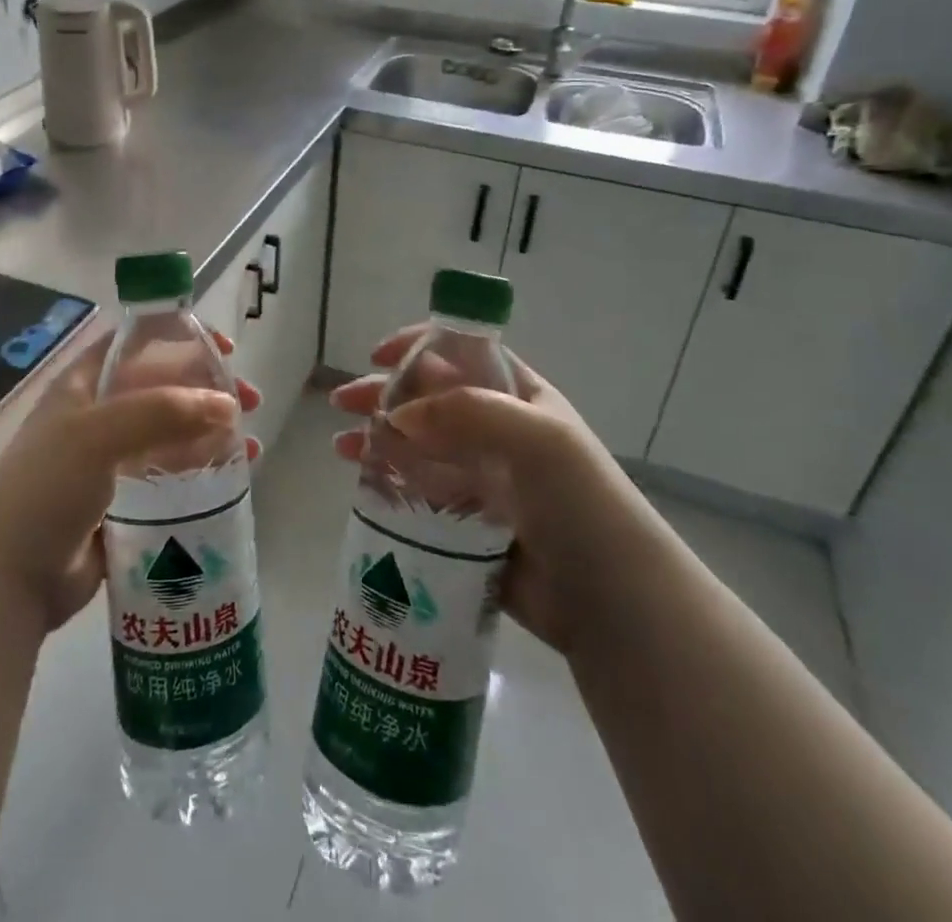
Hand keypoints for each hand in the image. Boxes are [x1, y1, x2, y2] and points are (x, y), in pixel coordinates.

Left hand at [0, 328, 260, 635]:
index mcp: (85, 386)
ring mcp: (112, 462)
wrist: (6, 578)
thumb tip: (227, 405)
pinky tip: (235, 478)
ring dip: (212, 433)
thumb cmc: (46, 488)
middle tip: (250, 402)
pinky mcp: (125, 503)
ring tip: (251, 447)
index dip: (181, 337)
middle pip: (164, 389)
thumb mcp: (99, 434)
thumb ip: (163, 411)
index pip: (138, 344)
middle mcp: (99, 417)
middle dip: (209, 390)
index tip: (225, 348)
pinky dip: (203, 472)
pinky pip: (172, 478)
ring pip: (173, 435)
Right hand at [330, 328, 616, 658]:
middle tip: (342, 402)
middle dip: (384, 394)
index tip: (378, 355)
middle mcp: (495, 430)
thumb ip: (467, 412)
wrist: (611, 603)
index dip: (420, 347)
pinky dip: (387, 480)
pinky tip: (359, 481)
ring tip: (340, 447)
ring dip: (377, 437)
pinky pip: (418, 490)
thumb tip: (397, 415)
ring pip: (416, 445)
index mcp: (518, 397)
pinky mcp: (465, 521)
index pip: (462, 354)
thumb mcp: (536, 439)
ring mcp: (479, 477)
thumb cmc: (579, 503)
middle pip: (429, 399)